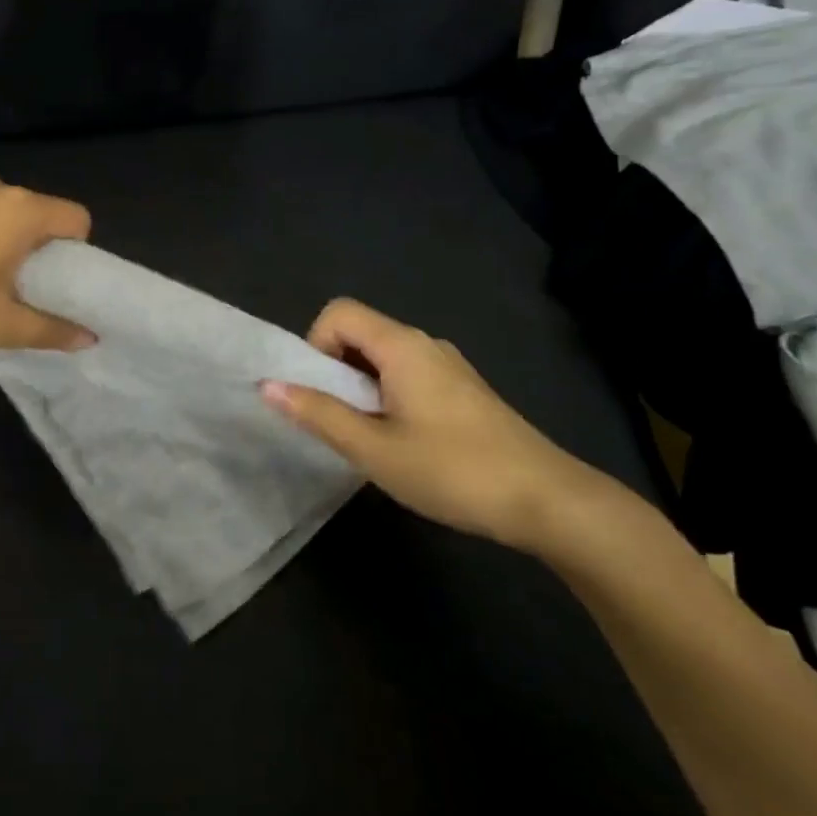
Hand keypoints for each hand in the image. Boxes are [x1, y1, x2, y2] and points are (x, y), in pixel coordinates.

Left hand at [0, 176, 95, 357]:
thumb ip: (51, 329)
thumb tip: (90, 338)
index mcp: (18, 210)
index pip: (76, 219)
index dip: (77, 254)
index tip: (58, 287)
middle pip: (38, 216)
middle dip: (39, 253)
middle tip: (23, 294)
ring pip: (0, 217)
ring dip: (4, 247)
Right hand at [261, 299, 601, 550]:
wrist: (550, 502)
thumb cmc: (453, 470)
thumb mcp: (374, 449)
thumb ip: (318, 414)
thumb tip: (266, 386)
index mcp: (402, 346)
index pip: (338, 313)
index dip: (315, 345)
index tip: (320, 393)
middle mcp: (425, 344)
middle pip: (359, 332)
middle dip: (334, 370)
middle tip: (338, 421)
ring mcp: (449, 367)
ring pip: (383, 357)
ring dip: (360, 387)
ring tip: (367, 437)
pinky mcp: (464, 391)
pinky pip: (407, 374)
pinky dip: (387, 396)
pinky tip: (402, 442)